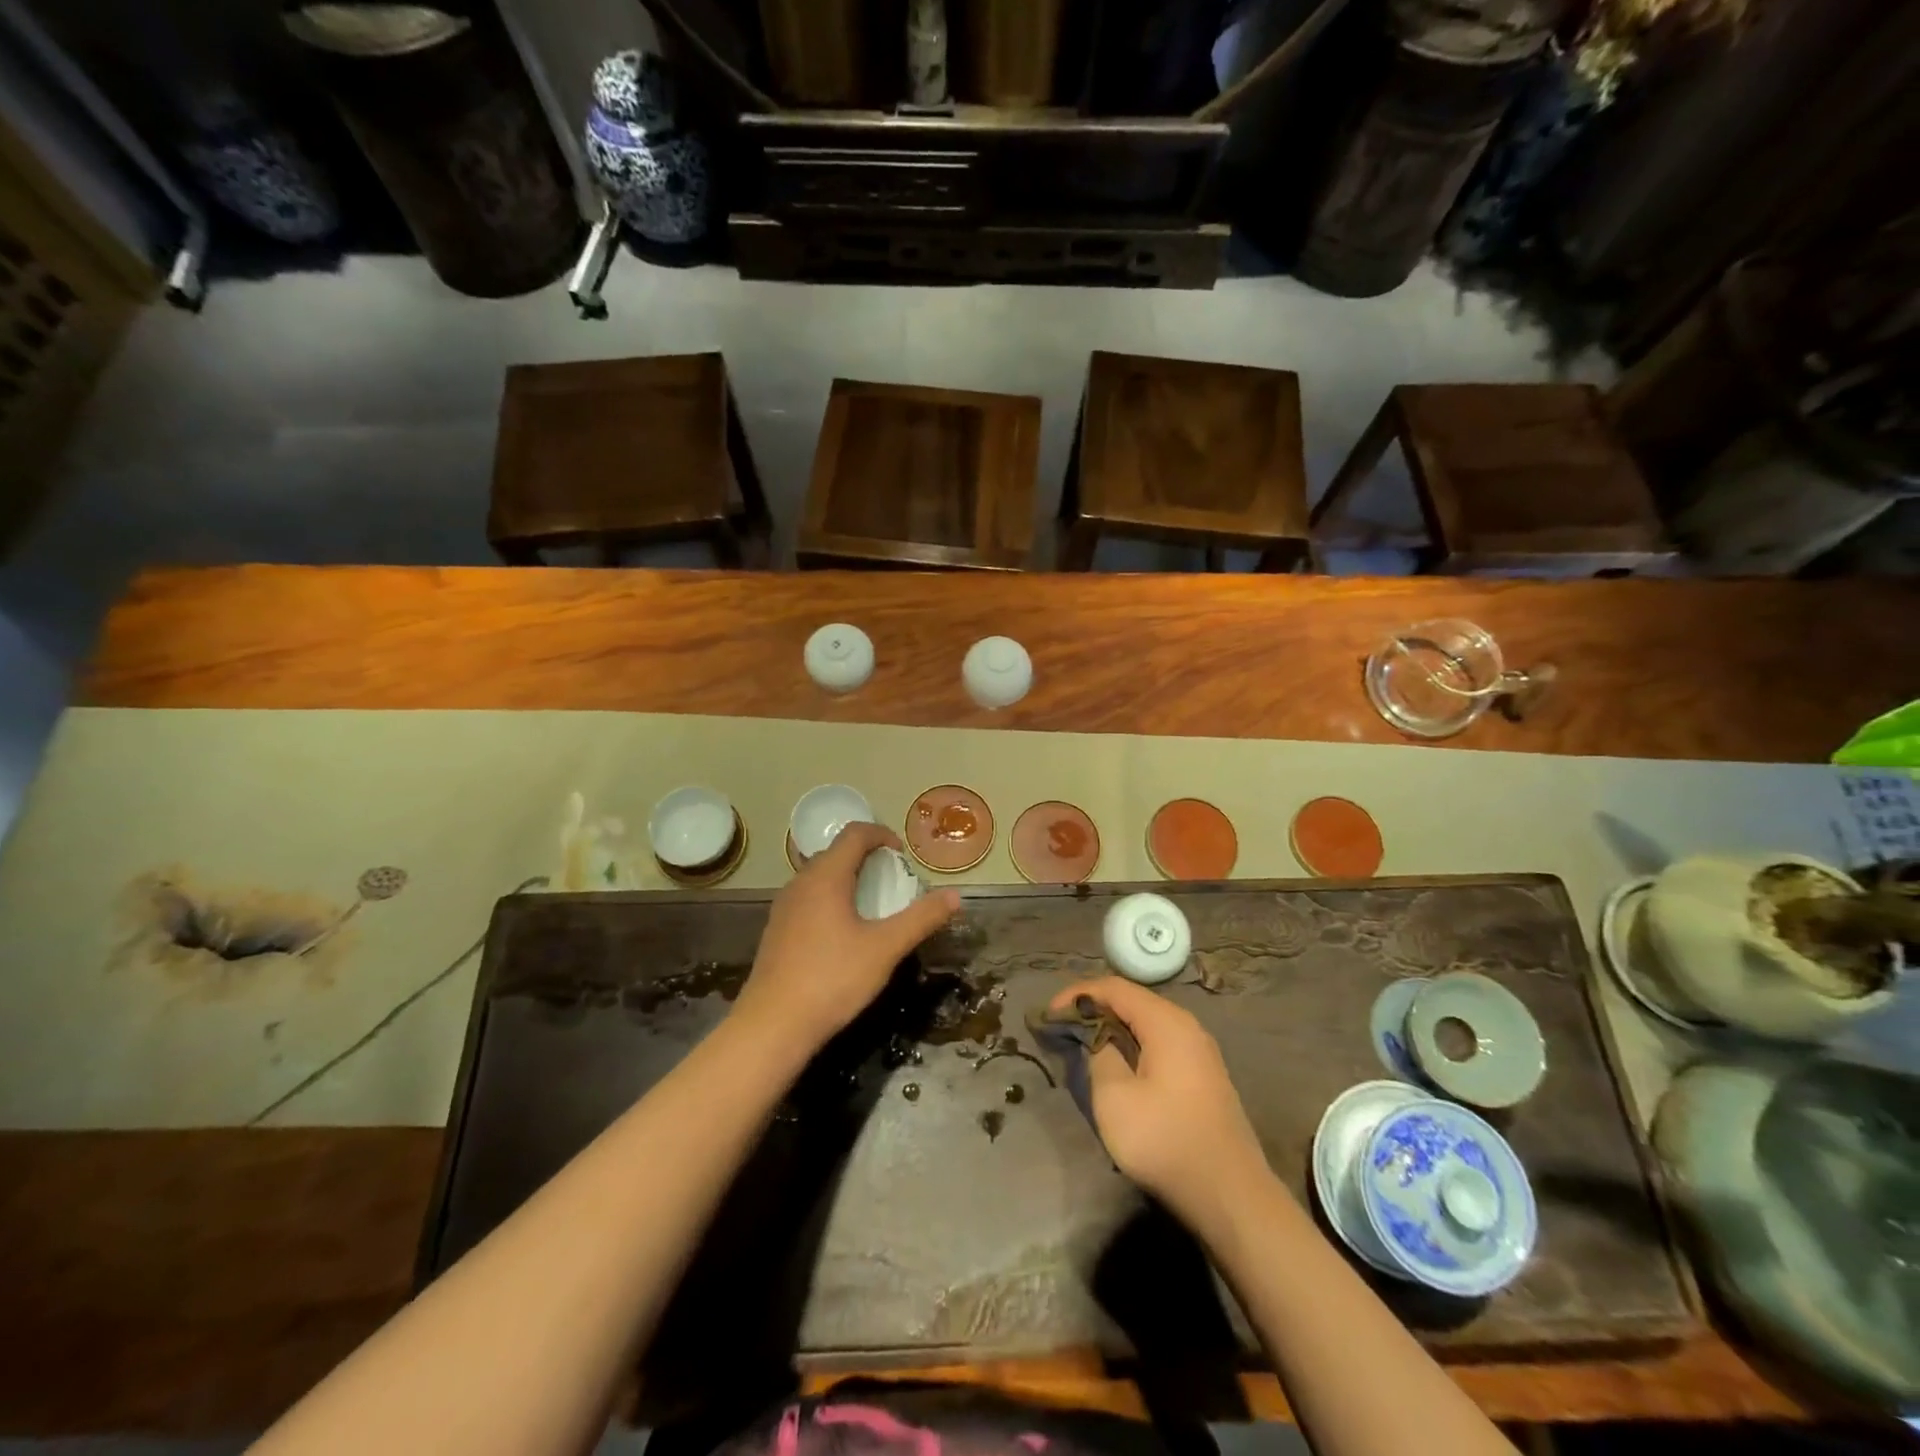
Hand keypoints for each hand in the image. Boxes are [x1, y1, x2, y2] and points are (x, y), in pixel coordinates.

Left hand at [736, 822, 959, 1052]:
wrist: (772, 1026)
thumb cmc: (832, 979)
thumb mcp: (885, 948)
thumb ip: (921, 918)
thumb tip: (955, 895)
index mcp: (826, 877)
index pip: (854, 833)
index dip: (881, 835)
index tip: (902, 854)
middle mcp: (800, 883)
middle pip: (835, 852)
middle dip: (866, 857)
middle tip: (892, 880)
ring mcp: (784, 907)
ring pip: (819, 876)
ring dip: (848, 879)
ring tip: (872, 906)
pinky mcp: (777, 930)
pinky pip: (808, 899)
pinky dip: (831, 899)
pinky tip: (843, 933)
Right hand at [1050, 978, 1273, 1229]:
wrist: (1231, 1197)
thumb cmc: (1166, 1141)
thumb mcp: (1115, 1098)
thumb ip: (1099, 1055)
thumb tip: (1098, 1039)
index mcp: (1166, 1022)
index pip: (1114, 988)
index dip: (1077, 995)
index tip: (1049, 1014)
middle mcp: (1187, 1027)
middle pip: (1132, 1001)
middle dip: (1094, 1009)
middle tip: (1063, 1028)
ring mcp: (1199, 1052)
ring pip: (1147, 1024)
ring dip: (1113, 1029)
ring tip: (1084, 1045)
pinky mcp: (1203, 1077)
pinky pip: (1160, 1044)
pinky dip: (1133, 1045)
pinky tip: (1118, 1067)